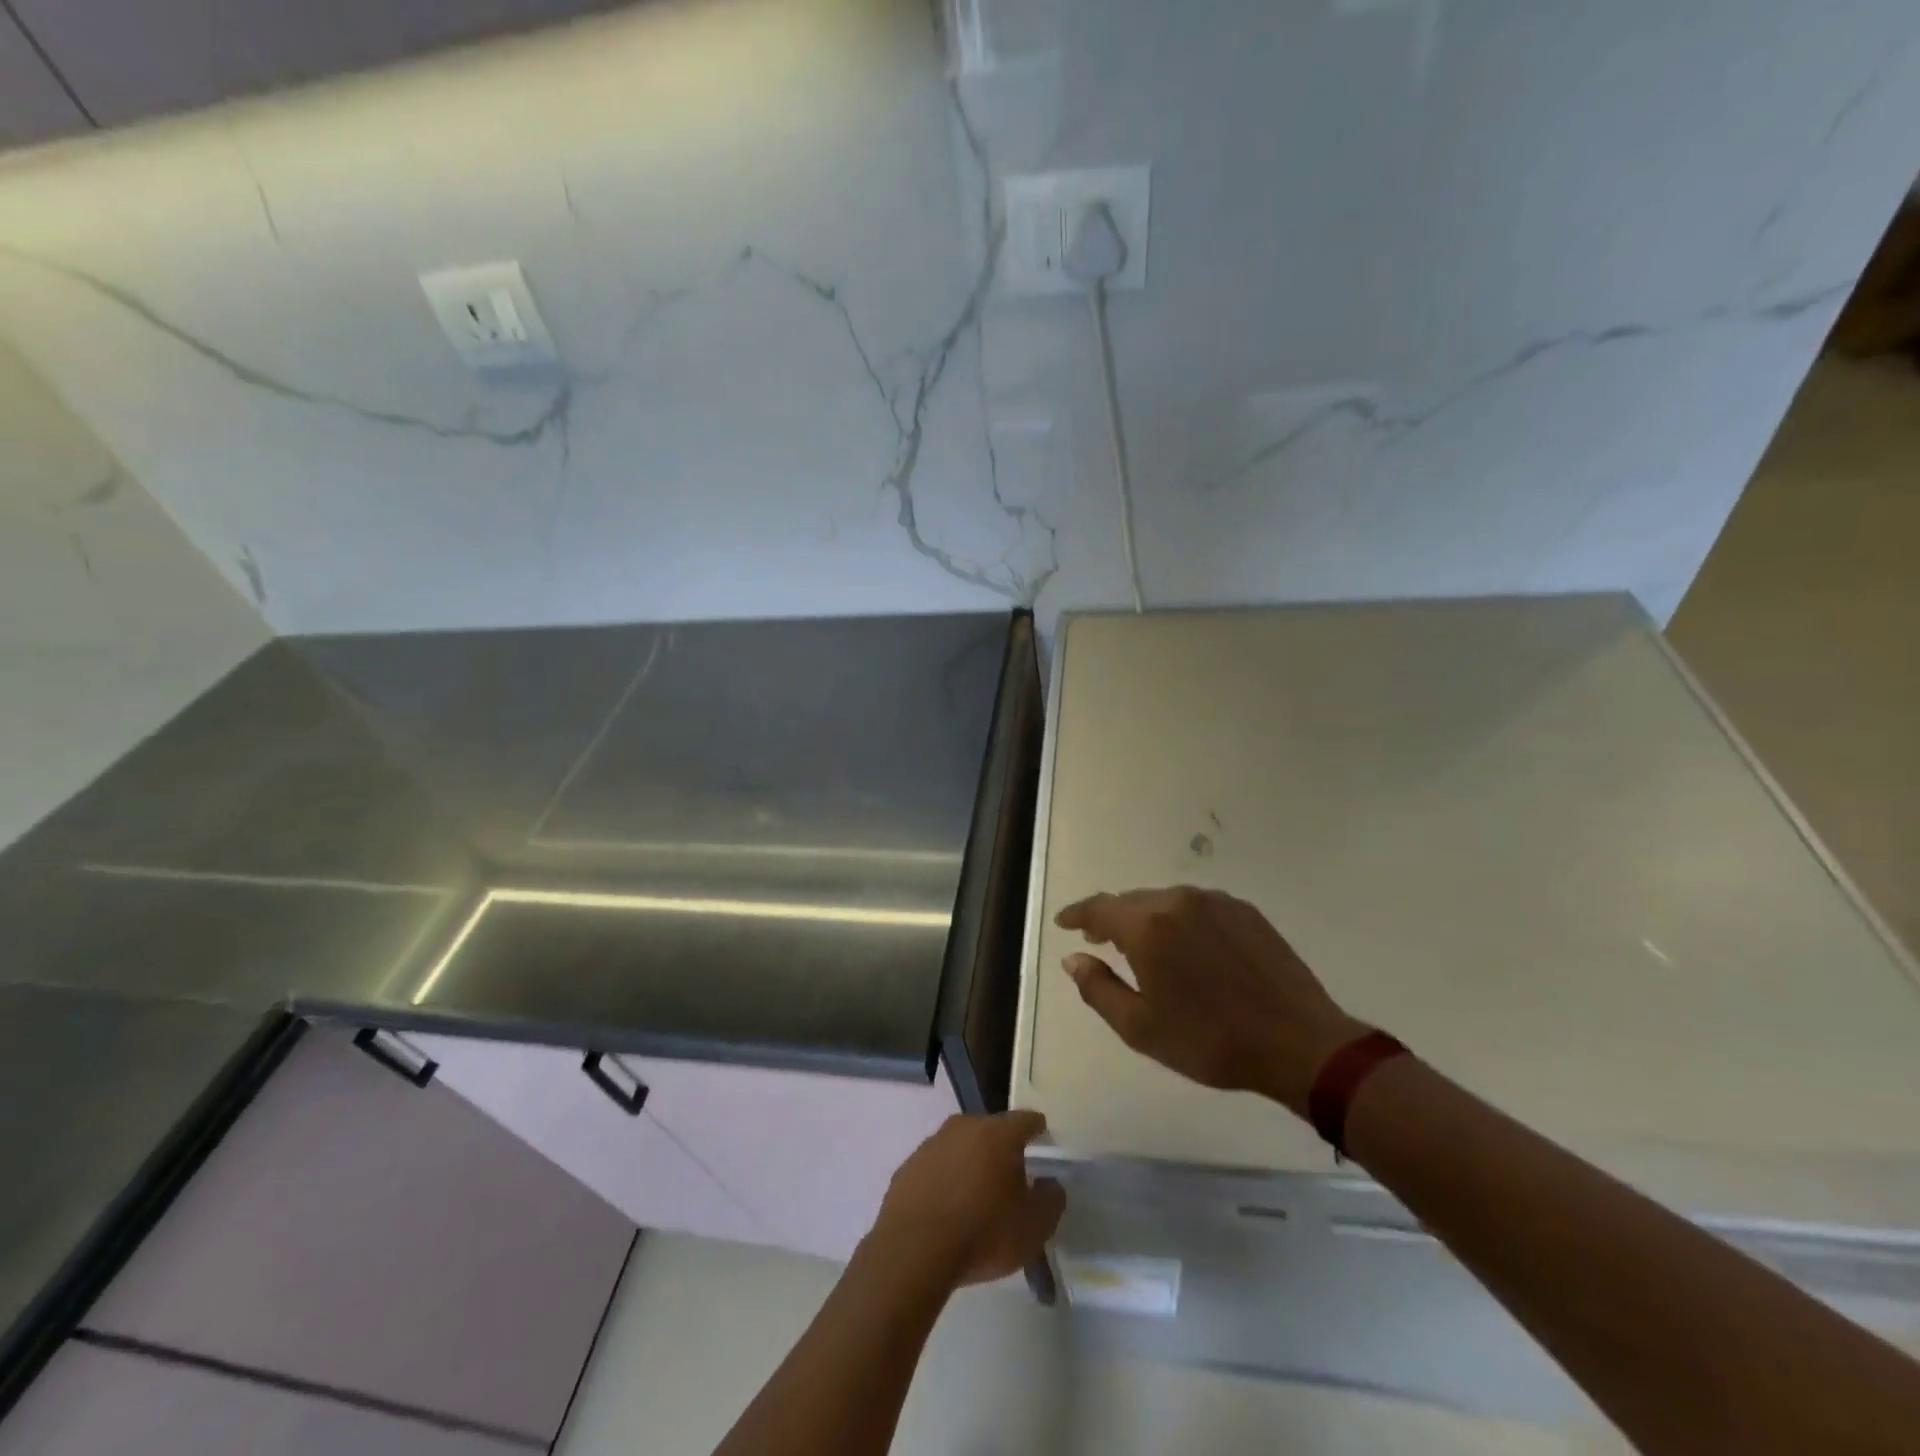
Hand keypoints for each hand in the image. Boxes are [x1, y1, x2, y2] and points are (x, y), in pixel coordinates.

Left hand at [865, 1112, 1064, 1287]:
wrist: (915, 1250)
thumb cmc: (984, 1232)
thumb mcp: (1034, 1227)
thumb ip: (1051, 1200)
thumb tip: (1051, 1184)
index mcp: (999, 1134)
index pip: (1025, 1120)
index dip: (1036, 1127)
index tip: (1042, 1134)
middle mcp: (964, 1127)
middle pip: (990, 1130)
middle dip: (1001, 1147)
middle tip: (1010, 1174)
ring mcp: (932, 1144)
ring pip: (960, 1146)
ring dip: (970, 1163)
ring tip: (976, 1195)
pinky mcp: (908, 1166)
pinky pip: (935, 1167)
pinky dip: (944, 1180)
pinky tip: (946, 1208)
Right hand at [1056, 886, 1367, 1115]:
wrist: (1299, 1042)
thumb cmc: (1211, 1041)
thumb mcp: (1141, 1028)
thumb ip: (1098, 988)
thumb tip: (1073, 959)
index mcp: (1148, 927)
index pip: (1099, 908)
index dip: (1077, 914)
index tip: (1064, 923)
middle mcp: (1178, 902)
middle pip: (1131, 901)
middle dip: (1111, 919)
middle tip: (1099, 941)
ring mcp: (1215, 902)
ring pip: (1165, 901)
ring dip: (1146, 919)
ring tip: (1144, 947)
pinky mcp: (1245, 911)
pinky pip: (1197, 906)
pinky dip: (1180, 920)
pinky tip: (1188, 947)